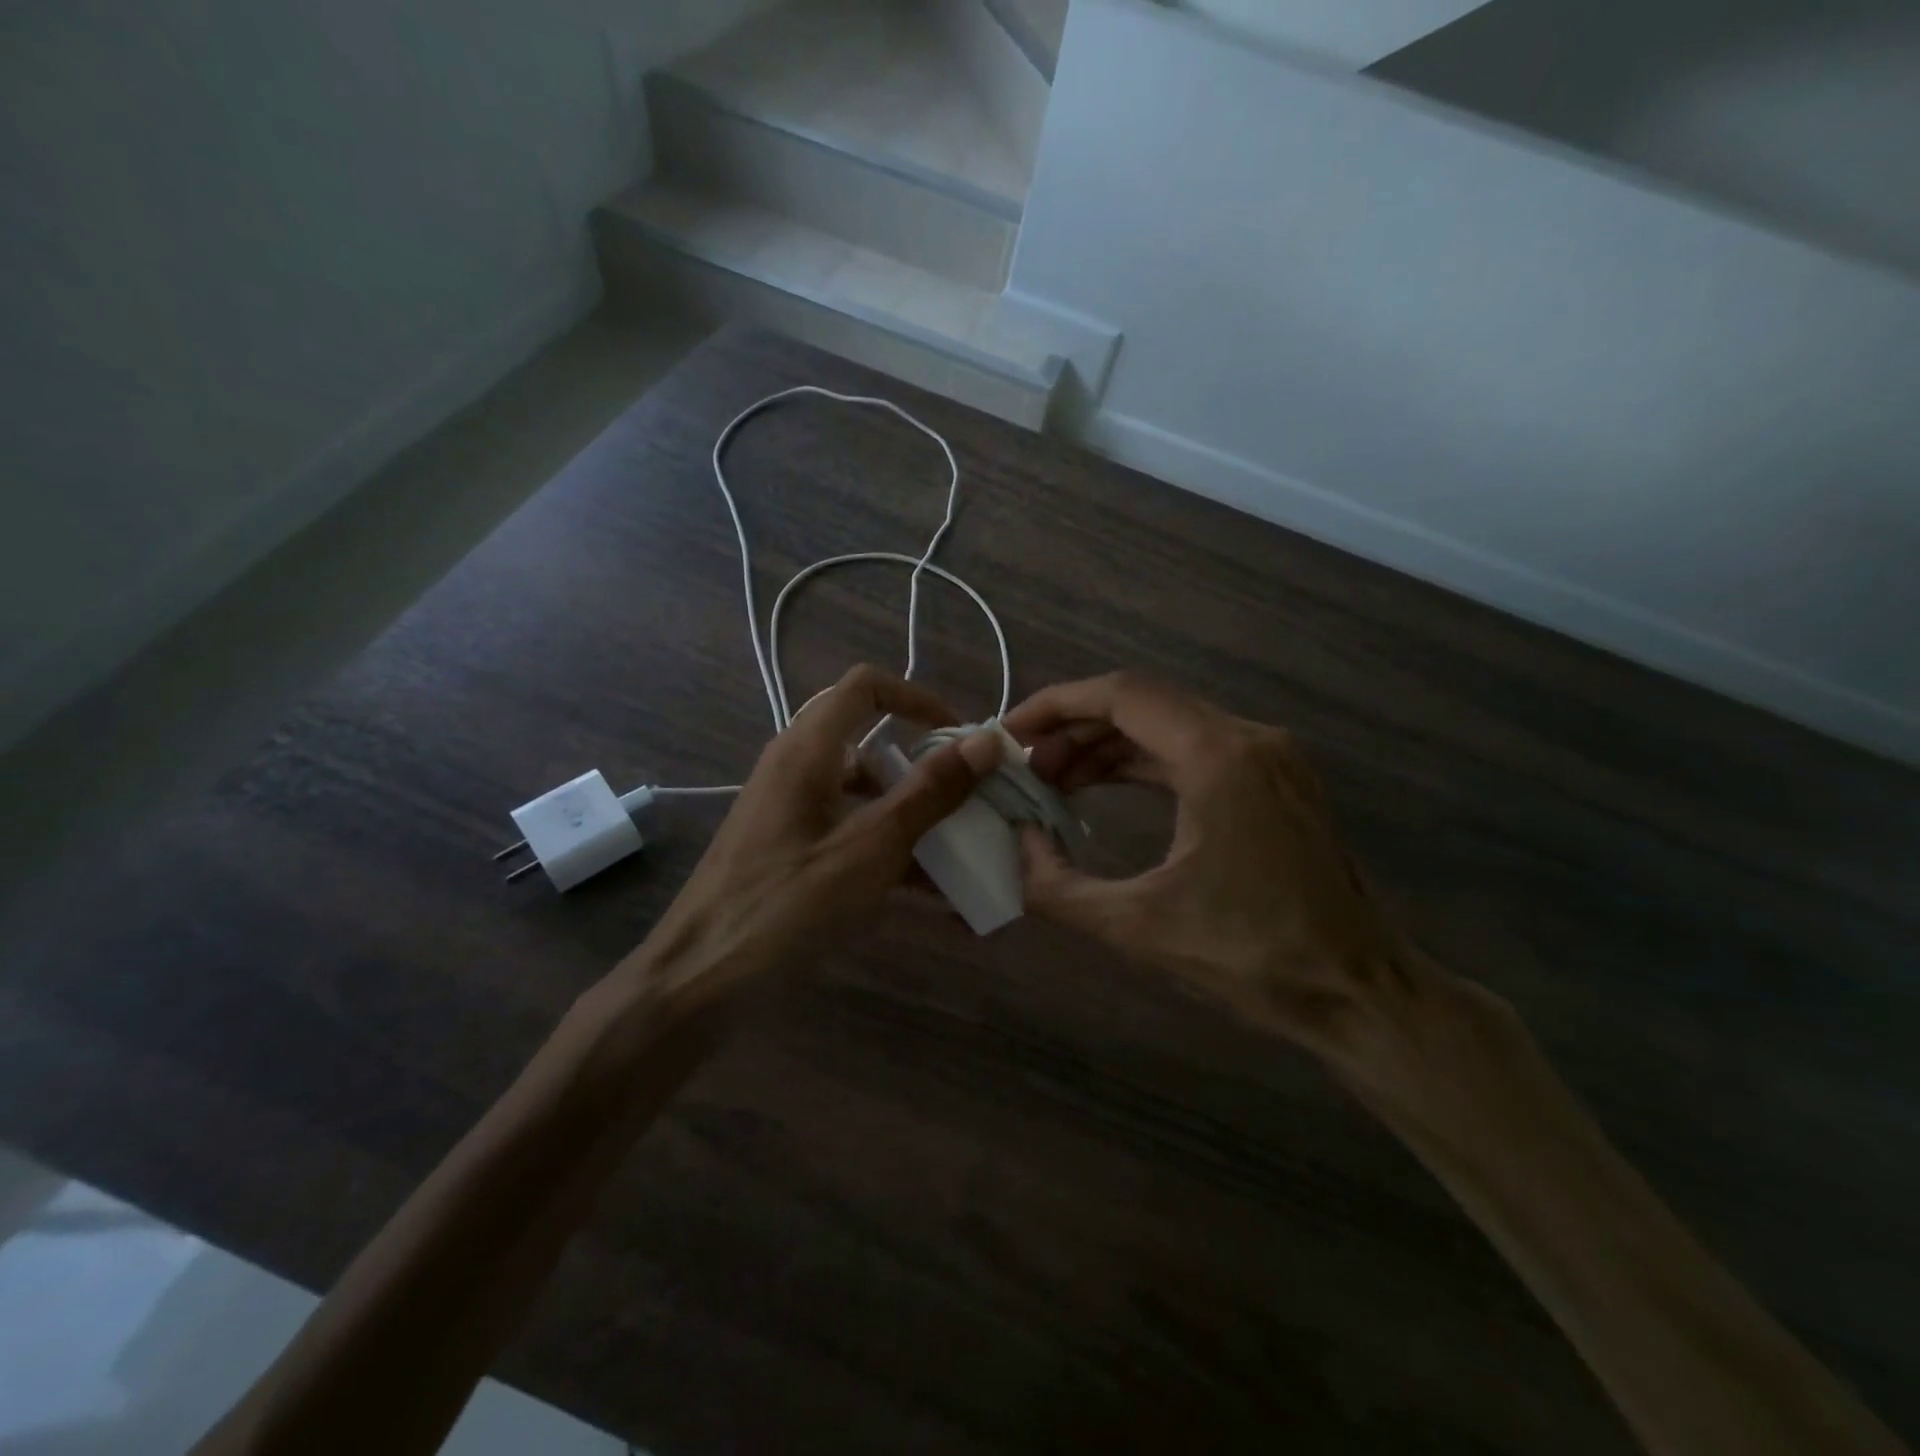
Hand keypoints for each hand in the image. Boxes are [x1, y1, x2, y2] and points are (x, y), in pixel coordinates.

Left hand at [631, 665, 1001, 1012]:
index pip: (866, 686)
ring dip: (911, 817)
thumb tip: (985, 742)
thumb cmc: (785, 906)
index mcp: (807, 751)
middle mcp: (796, 768)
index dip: (918, 698)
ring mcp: (791, 811)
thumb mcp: (868, 850)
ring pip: (863, 793)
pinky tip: (936, 904)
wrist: (699, 980)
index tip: (959, 737)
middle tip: (966, 795)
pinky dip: (889, 854)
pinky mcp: (791, 849)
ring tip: (962, 856)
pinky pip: (850, 834)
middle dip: (922, 764)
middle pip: (869, 741)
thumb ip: (928, 794)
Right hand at [1006, 672, 1418, 1062]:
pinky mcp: (1274, 778)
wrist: (1360, 991)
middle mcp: (1248, 737)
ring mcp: (1268, 755)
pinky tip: (1104, 788)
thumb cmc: (1254, 958)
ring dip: (1107, 746)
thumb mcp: (1138, 928)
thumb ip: (1057, 886)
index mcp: (1218, 757)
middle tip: (1027, 768)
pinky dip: (1143, 762)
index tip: (1011, 732)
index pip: (1122, 695)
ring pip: (1167, 724)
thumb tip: (1017, 845)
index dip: (1056, 705)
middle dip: (1075, 729)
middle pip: (1143, 703)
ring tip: (1055, 781)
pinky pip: (1193, 749)